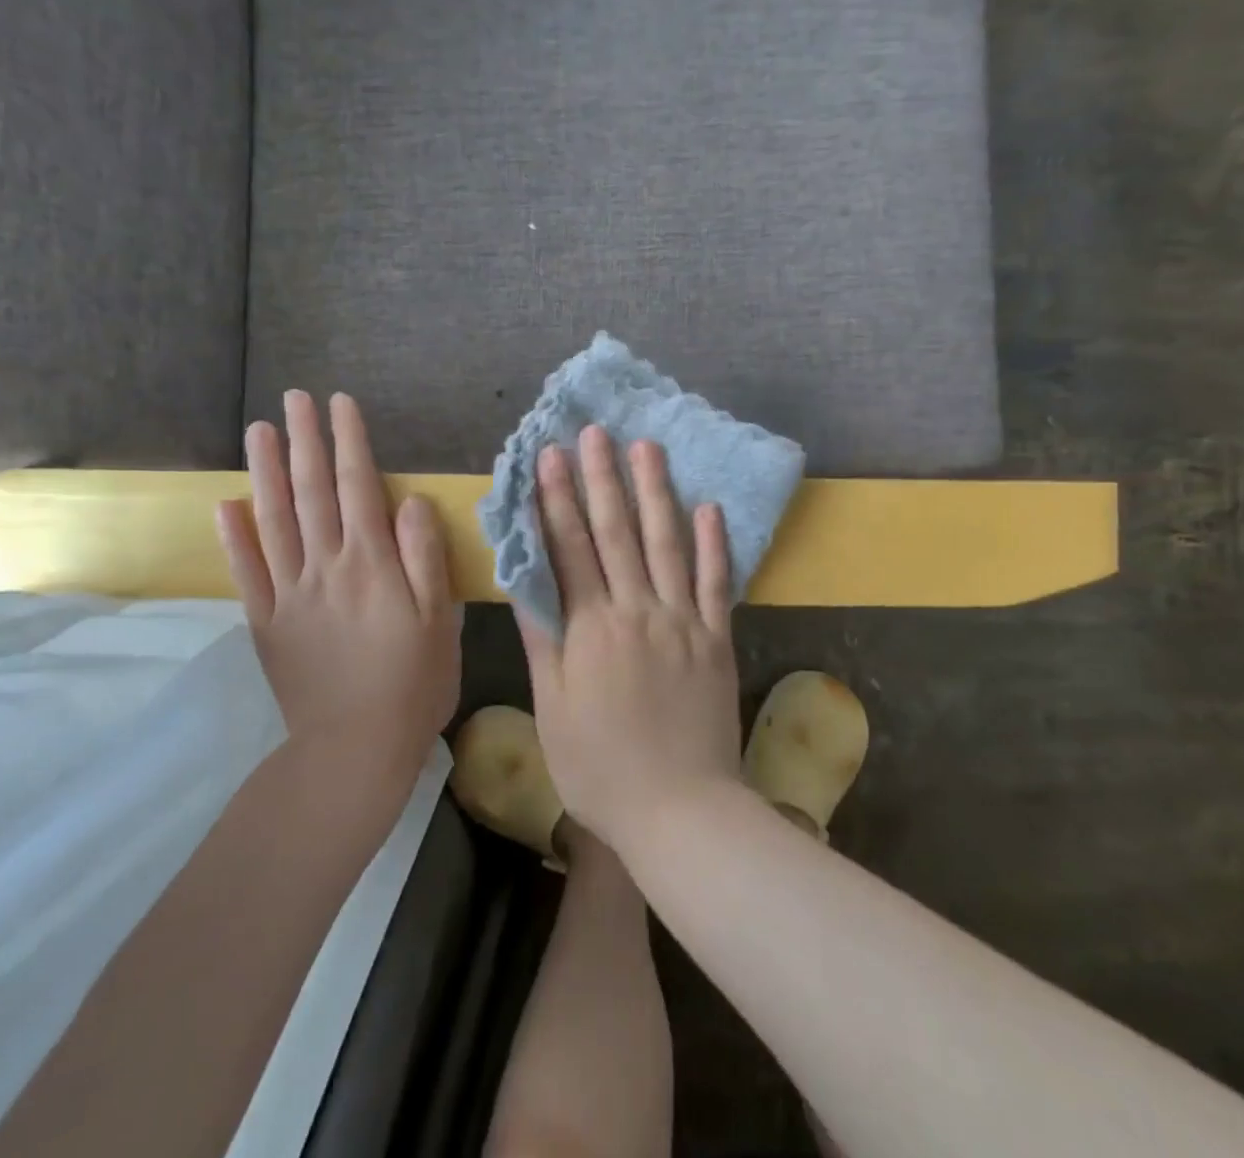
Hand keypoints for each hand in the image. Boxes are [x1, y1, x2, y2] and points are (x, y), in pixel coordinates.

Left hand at [217, 391, 459, 774]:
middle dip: (305, 441)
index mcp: (372, 564)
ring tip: (259, 431)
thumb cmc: (413, 682)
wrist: (355, 749)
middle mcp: (326, 567)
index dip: (349, 442)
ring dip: (266, 473)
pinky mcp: (267, 623)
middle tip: (294, 399)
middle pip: (312, 492)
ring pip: (274, 521)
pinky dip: (234, 537)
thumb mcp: (439, 619)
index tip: (340, 404)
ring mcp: (290, 594)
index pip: (358, 487)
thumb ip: (424, 555)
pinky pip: (247, 573)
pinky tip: (226, 504)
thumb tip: (409, 500)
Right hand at [517, 427, 743, 855]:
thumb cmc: (601, 767)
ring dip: (656, 493)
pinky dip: (714, 545)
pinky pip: (717, 583)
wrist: (680, 810)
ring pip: (668, 544)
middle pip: (617, 533)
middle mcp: (638, 611)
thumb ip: (544, 640)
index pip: (570, 549)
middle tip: (597, 432)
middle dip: (603, 478)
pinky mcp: (718, 639)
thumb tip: (525, 582)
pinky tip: (709, 508)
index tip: (551, 456)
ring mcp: (684, 621)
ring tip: (648, 449)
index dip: (558, 499)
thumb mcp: (554, 709)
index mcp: (592, 628)